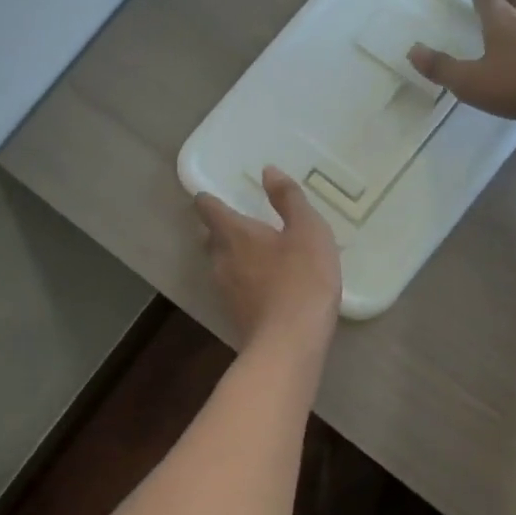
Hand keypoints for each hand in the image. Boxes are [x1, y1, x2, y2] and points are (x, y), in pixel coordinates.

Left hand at [194, 167, 342, 344]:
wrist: (290, 344)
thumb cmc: (302, 279)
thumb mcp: (308, 230)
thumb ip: (288, 198)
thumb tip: (268, 170)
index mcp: (234, 233)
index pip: (209, 209)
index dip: (208, 199)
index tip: (210, 194)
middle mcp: (221, 259)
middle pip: (210, 237)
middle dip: (217, 228)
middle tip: (236, 220)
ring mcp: (225, 290)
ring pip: (219, 264)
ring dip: (229, 255)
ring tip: (251, 250)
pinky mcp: (235, 315)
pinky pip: (233, 287)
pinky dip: (242, 279)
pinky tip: (261, 283)